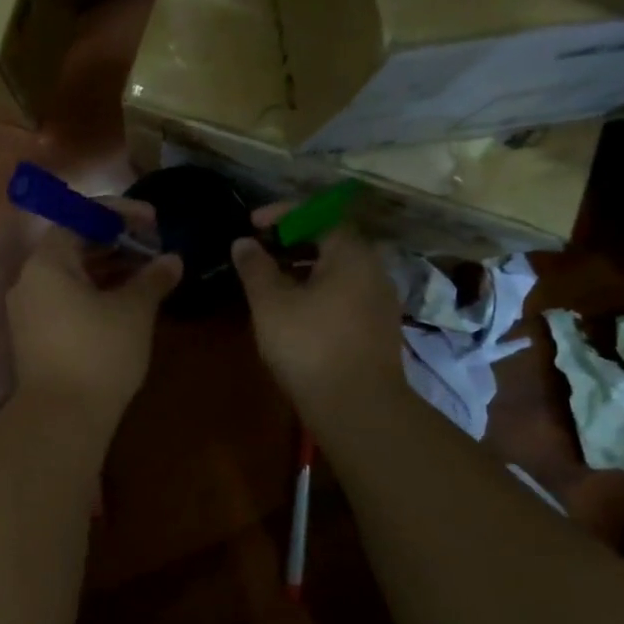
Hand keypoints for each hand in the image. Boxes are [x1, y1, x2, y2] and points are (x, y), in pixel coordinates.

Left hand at [7, 201, 182, 433]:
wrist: (62, 419)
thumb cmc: (99, 353)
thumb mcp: (134, 311)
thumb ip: (153, 278)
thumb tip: (172, 260)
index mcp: (47, 262)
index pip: (80, 217)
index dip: (120, 214)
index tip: (153, 222)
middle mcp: (29, 279)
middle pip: (74, 244)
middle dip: (116, 241)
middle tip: (154, 246)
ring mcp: (29, 309)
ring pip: (72, 274)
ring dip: (109, 267)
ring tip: (148, 272)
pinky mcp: (35, 335)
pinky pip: (66, 297)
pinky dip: (95, 291)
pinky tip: (126, 301)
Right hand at [231, 209, 404, 414]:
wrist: (358, 409)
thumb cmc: (310, 345)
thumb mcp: (271, 302)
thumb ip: (255, 267)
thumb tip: (243, 243)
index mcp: (351, 254)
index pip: (317, 215)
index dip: (281, 214)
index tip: (251, 224)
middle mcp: (373, 270)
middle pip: (330, 240)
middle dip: (291, 241)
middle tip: (258, 251)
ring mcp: (379, 301)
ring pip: (337, 270)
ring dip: (302, 268)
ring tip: (269, 281)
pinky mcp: (377, 328)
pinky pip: (344, 293)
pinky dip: (316, 290)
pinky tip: (293, 311)